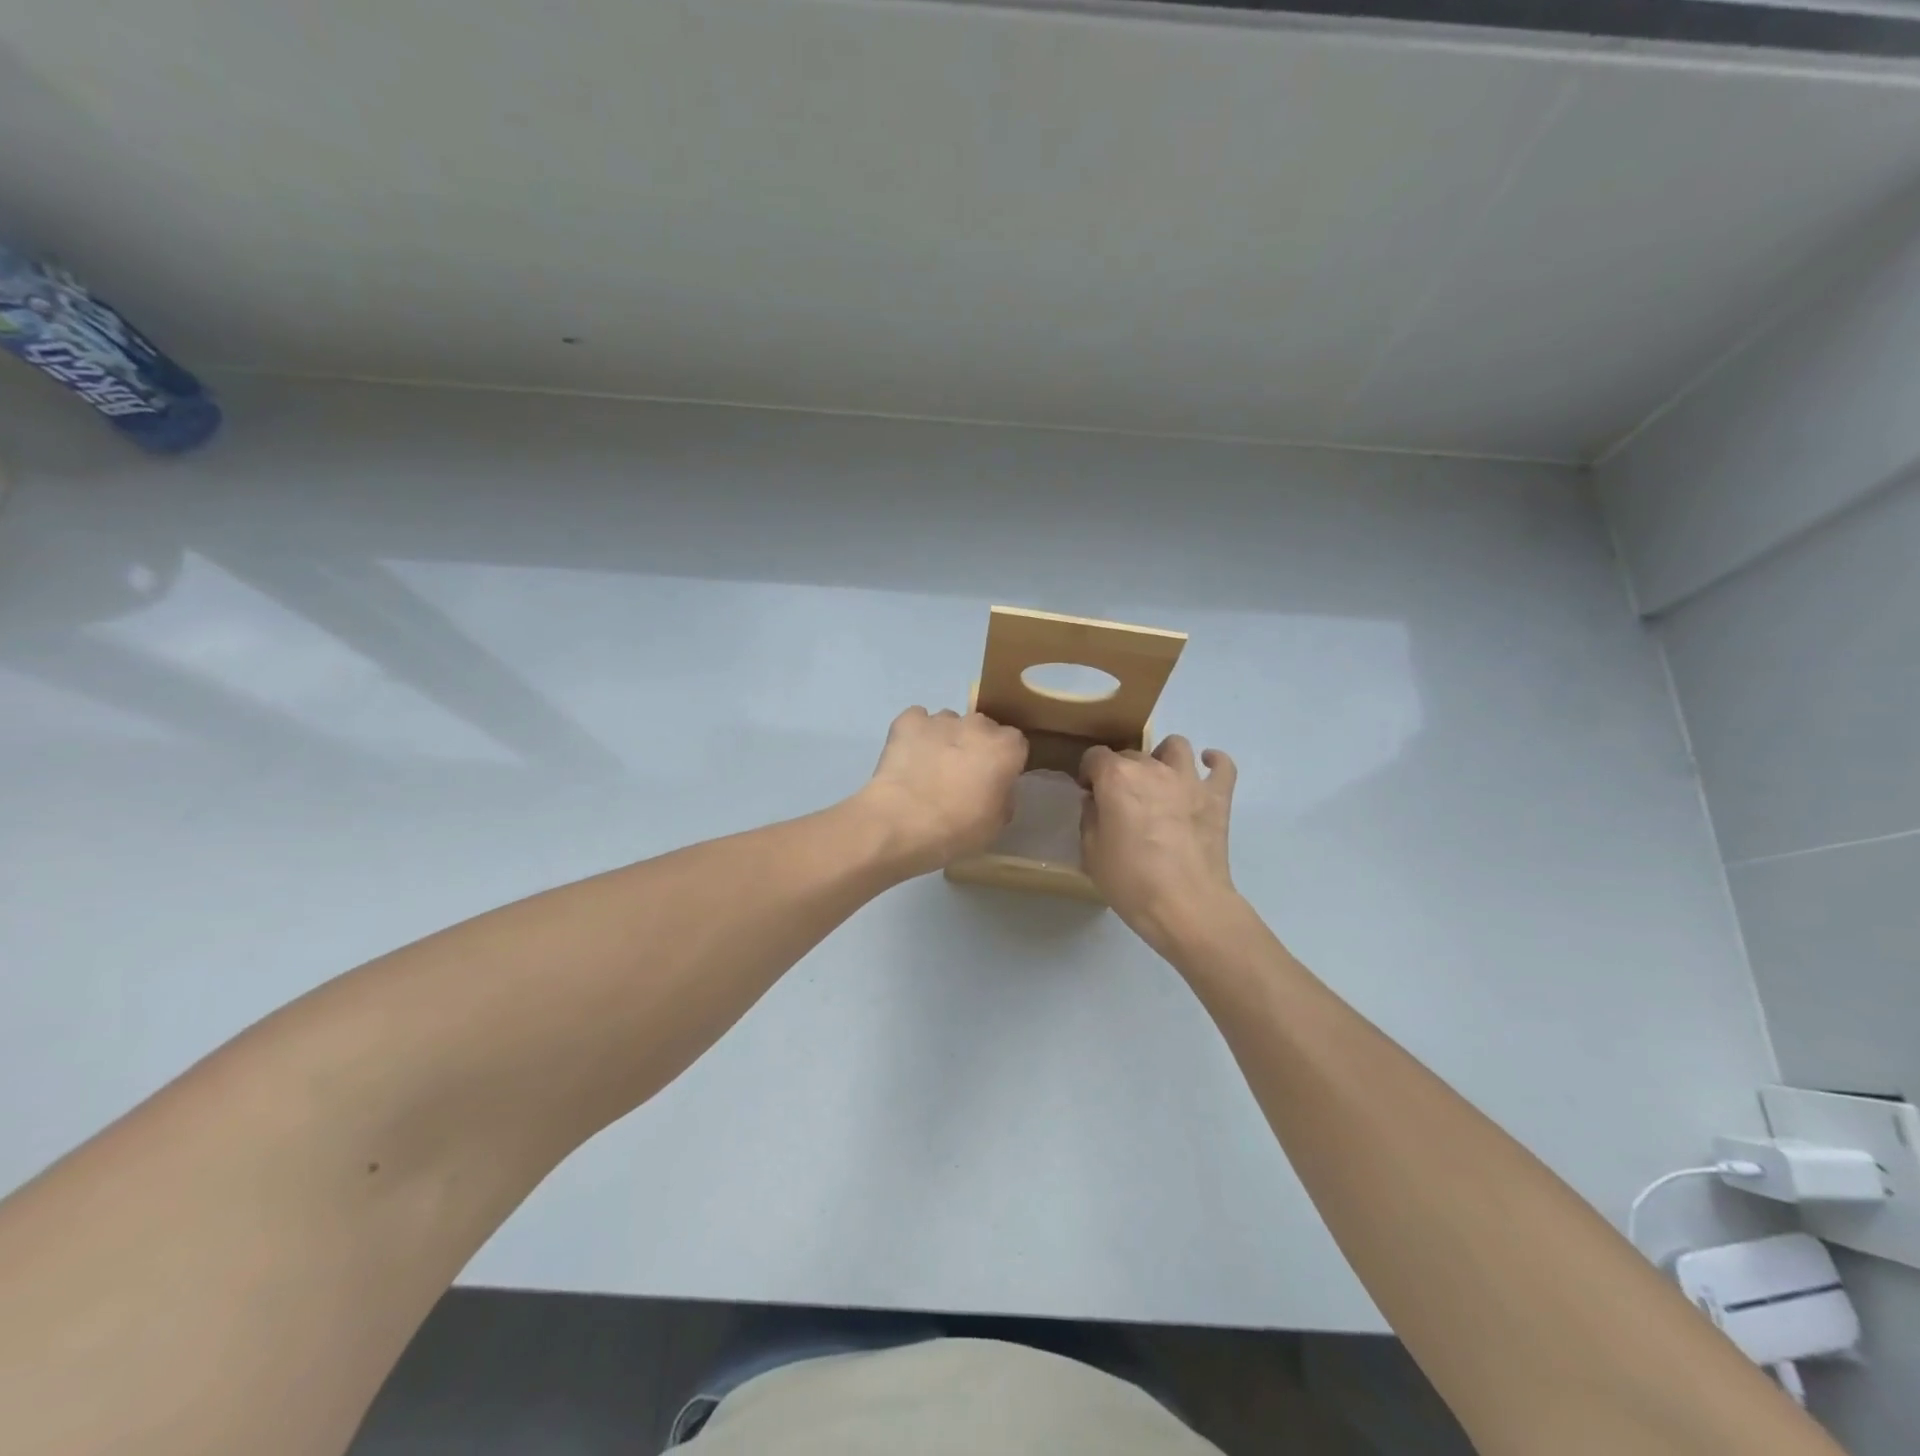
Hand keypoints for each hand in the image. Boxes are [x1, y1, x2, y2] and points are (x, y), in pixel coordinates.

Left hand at [855, 707, 1027, 876]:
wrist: (903, 823)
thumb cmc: (958, 829)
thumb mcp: (996, 823)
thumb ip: (1002, 796)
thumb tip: (995, 788)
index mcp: (1006, 748)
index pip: (1015, 745)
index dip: (1004, 762)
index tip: (993, 781)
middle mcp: (977, 725)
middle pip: (982, 729)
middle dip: (975, 746)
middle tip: (961, 776)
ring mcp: (941, 719)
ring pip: (949, 723)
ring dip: (945, 739)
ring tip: (929, 769)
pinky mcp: (907, 721)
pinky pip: (917, 720)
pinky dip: (915, 734)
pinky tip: (908, 756)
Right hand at [1080, 735, 1238, 952]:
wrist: (1186, 905)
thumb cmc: (1131, 881)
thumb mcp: (1091, 852)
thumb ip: (1090, 818)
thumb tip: (1096, 801)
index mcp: (1117, 778)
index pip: (1095, 756)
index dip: (1088, 773)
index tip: (1089, 793)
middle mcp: (1152, 768)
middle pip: (1132, 754)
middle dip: (1121, 770)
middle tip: (1120, 799)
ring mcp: (1189, 780)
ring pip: (1176, 746)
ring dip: (1164, 756)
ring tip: (1160, 778)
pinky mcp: (1217, 797)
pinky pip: (1222, 766)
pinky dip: (1214, 762)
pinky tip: (1206, 768)